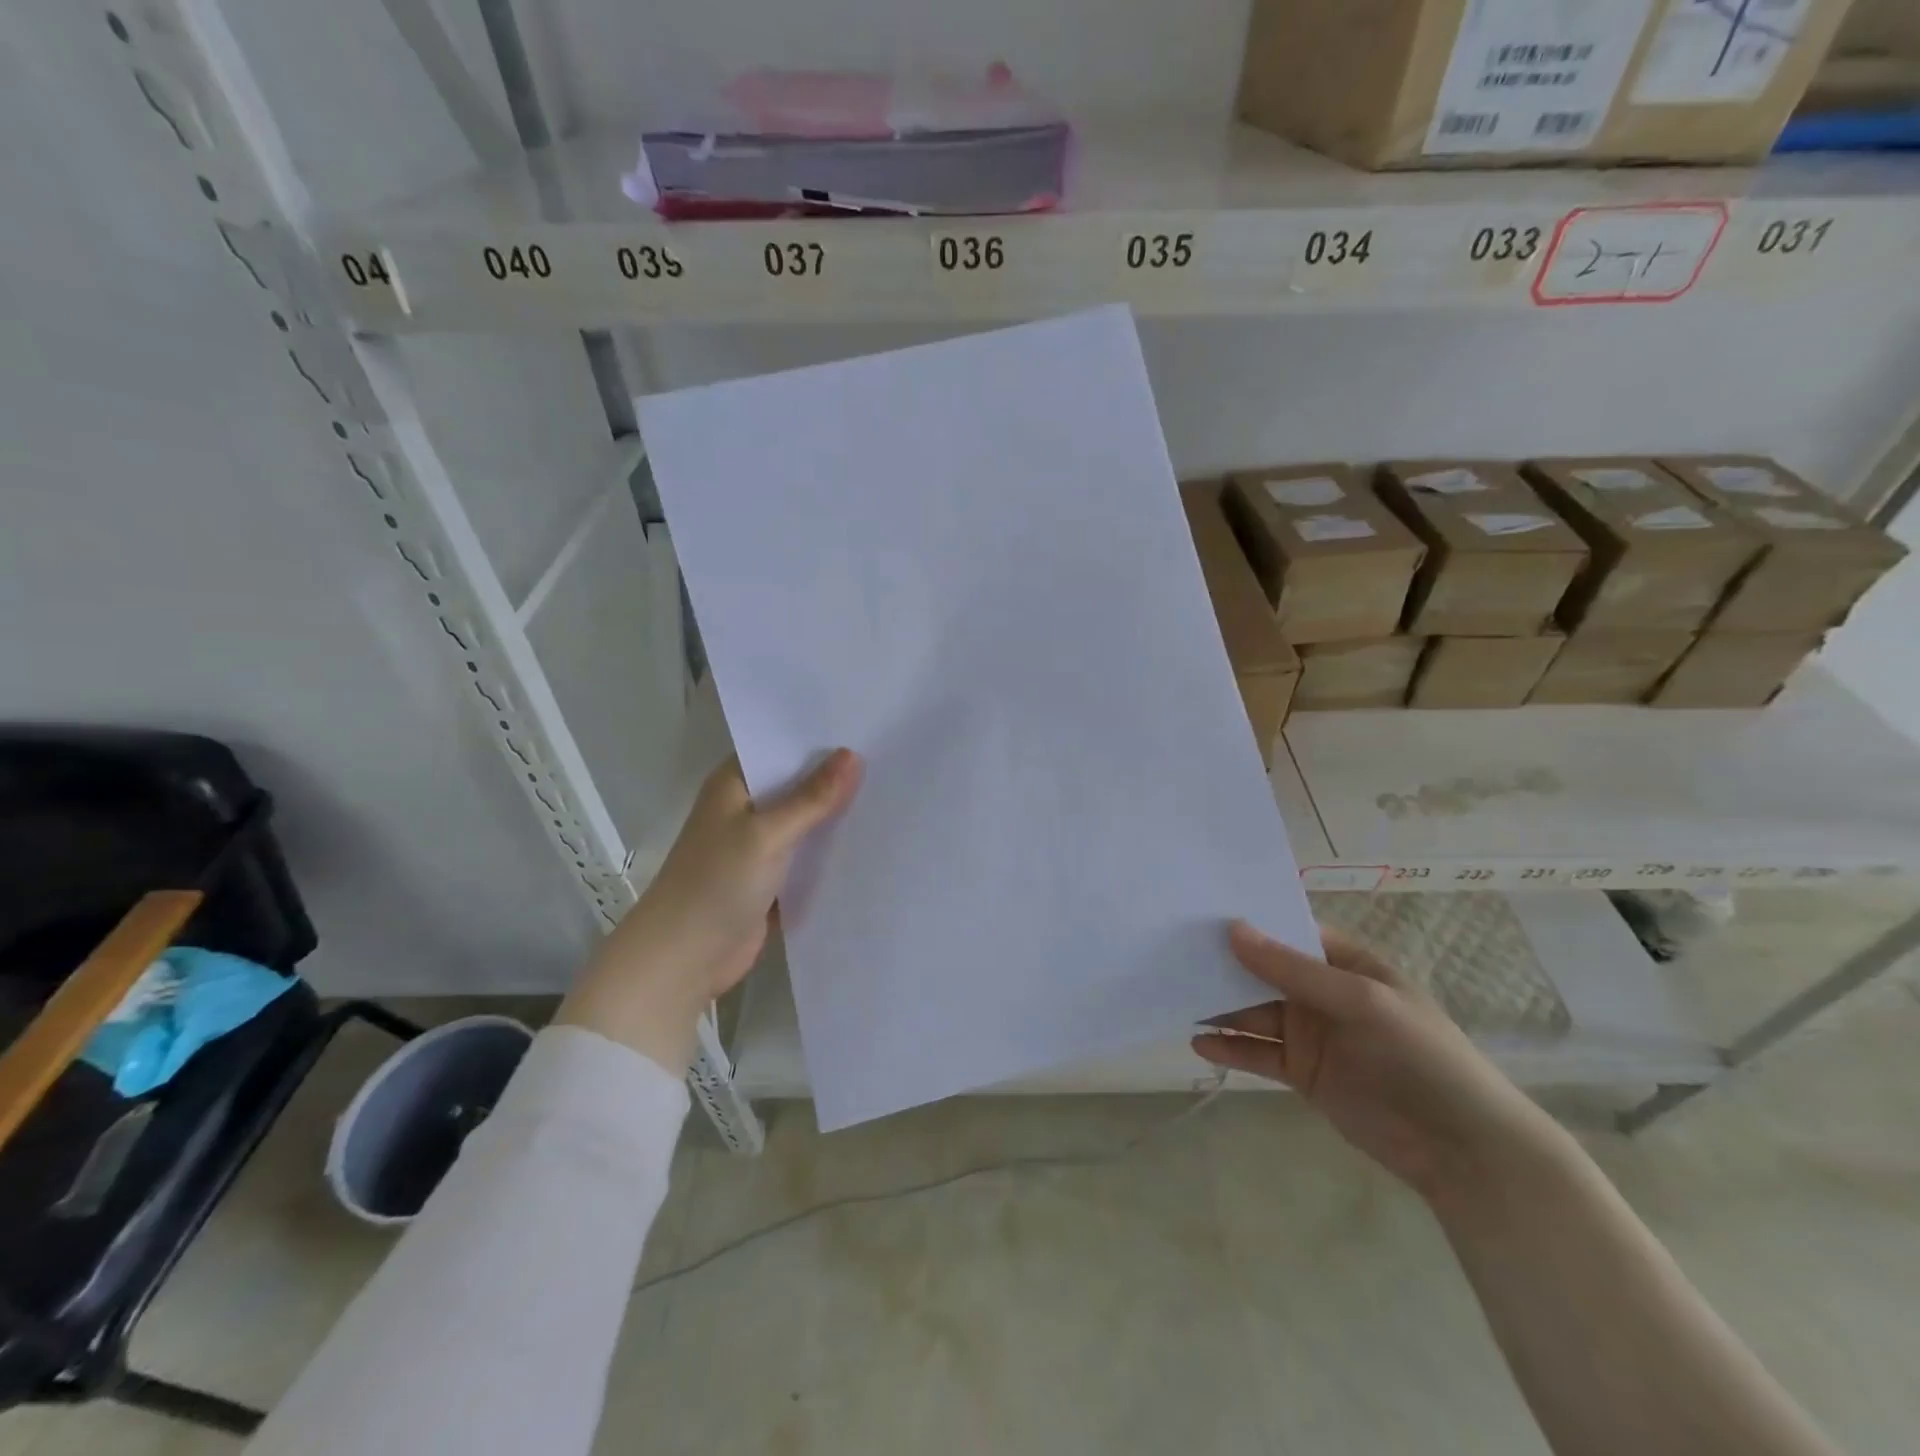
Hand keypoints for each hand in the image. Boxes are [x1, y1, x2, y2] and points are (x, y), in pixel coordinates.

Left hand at [556, 749, 861, 1072]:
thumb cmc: (716, 883)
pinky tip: (872, 844)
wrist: (684, 959)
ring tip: (892, 797)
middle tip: (893, 762)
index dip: (819, 740)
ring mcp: (758, 847)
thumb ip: (811, 798)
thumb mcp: (767, 834)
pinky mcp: (771, 881)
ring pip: (805, 824)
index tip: (867, 726)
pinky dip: (831, 854)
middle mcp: (746, 810)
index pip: (781, 748)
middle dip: (836, 779)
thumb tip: (852, 755)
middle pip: (797, 786)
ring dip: (836, 818)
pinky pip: (808, 859)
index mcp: (735, 785)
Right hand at [1192, 922, 1569, 1209]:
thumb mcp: (1360, 1002)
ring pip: (1254, 1010)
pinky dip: (1229, 1046)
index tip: (1201, 911)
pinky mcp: (1302, 1073)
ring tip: (1175, 994)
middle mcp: (1323, 993)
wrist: (1461, 1150)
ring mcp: (1311, 1034)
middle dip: (1225, 963)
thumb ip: (1293, 969)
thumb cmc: (1420, 1056)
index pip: (1290, 932)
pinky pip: (1258, 1052)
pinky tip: (1198, 1042)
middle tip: (1173, 951)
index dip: (1251, 922)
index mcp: (1346, 964)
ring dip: (1220, 1005)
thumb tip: (1233, 929)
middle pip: (1264, 971)